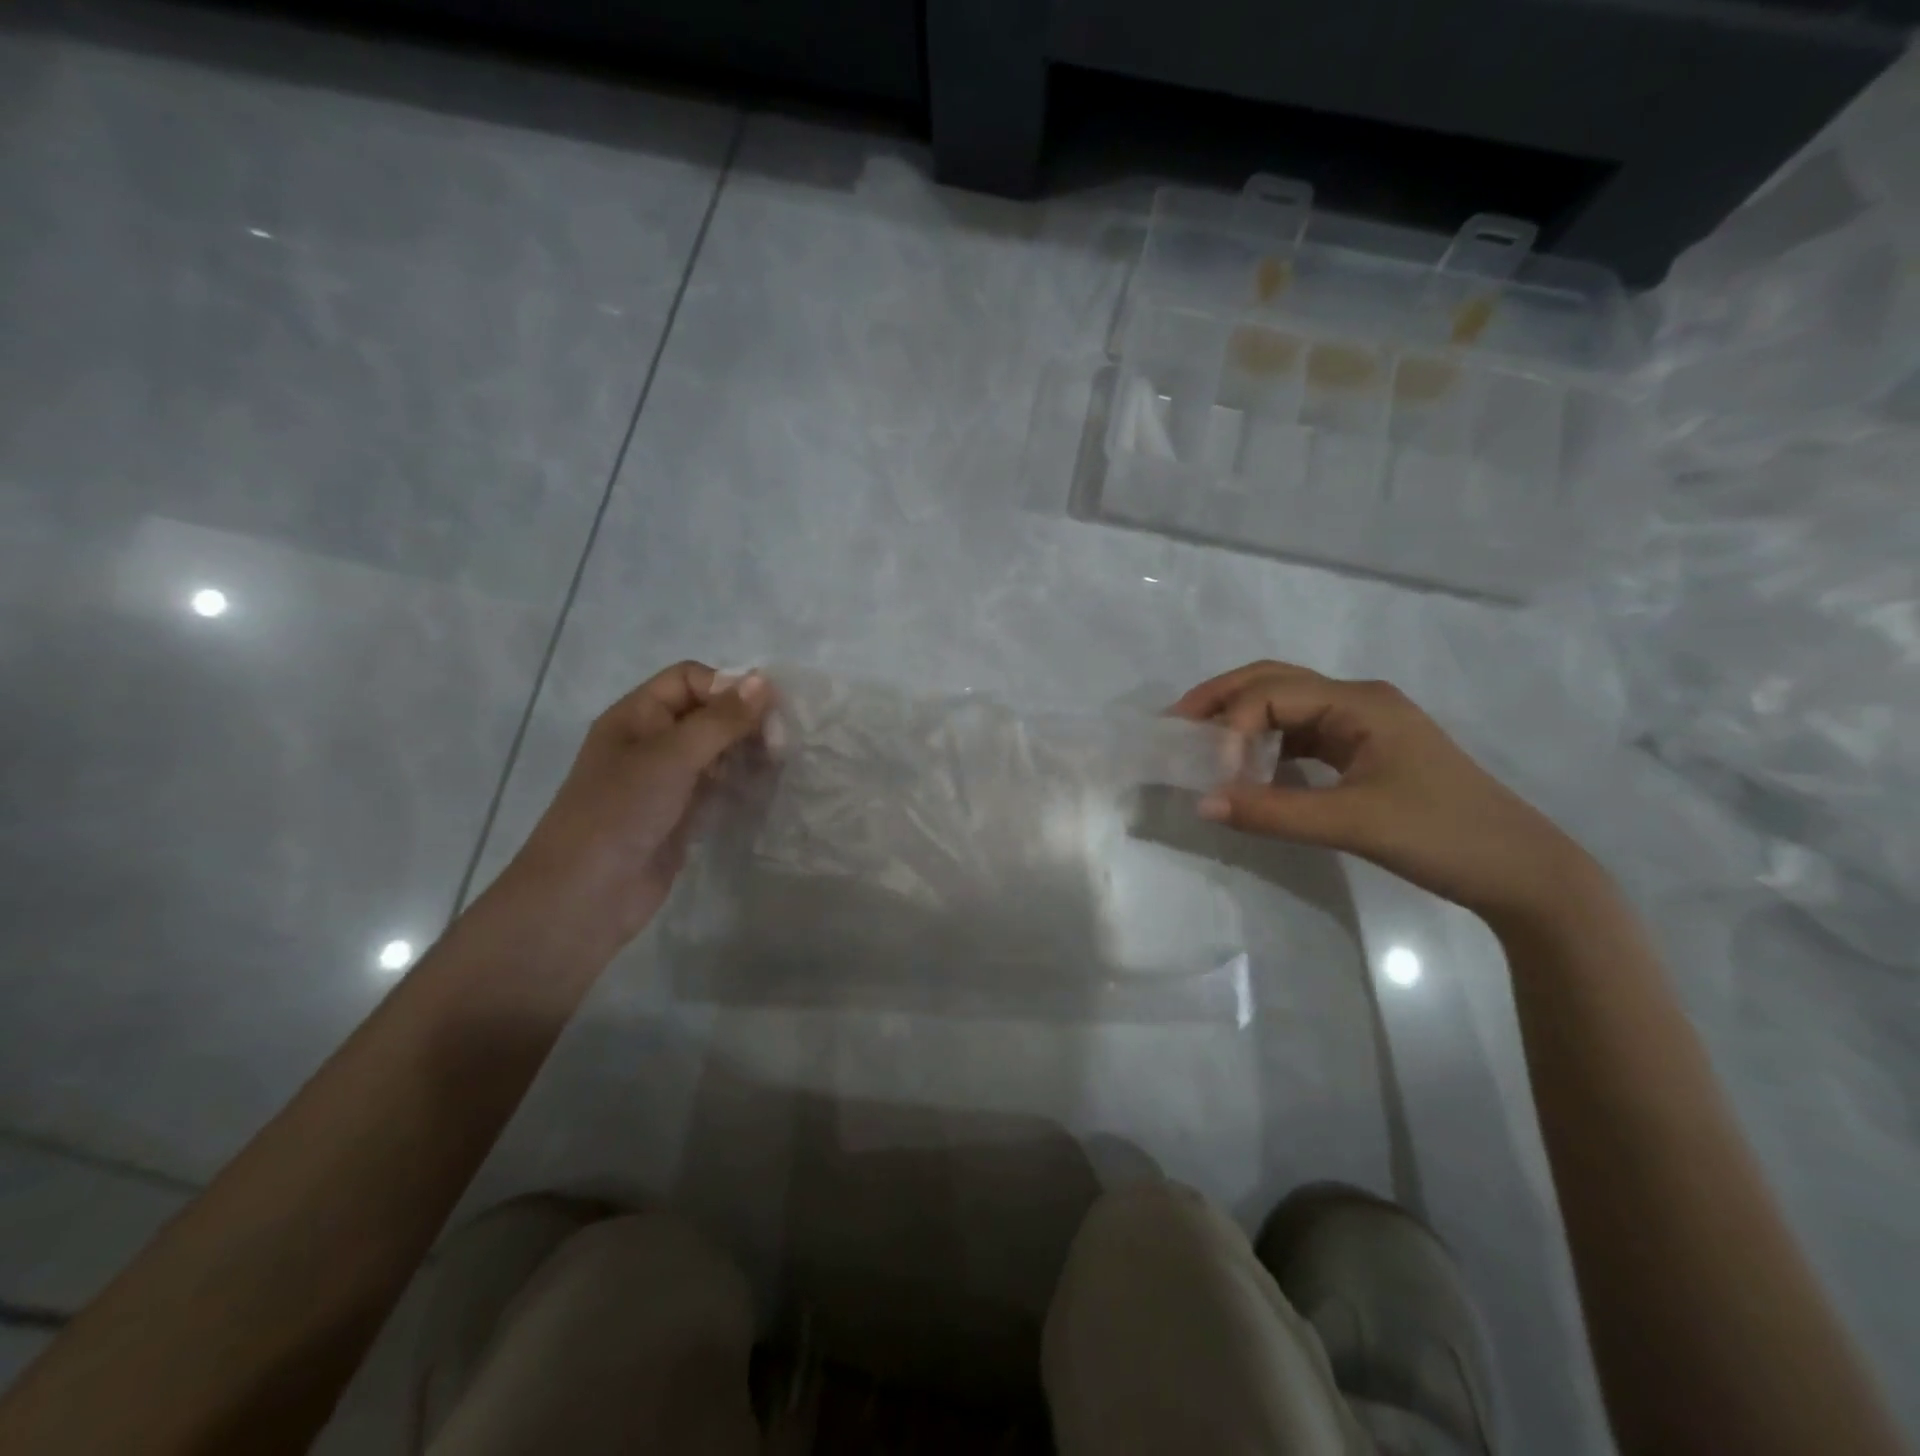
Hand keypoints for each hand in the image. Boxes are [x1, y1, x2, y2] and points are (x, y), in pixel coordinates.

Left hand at [490, 662, 768, 959]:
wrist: (585, 896)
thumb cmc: (621, 812)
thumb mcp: (671, 756)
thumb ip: (720, 720)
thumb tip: (763, 680)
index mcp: (637, 716)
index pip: (689, 679)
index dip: (727, 687)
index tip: (766, 711)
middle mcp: (652, 742)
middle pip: (707, 714)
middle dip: (744, 722)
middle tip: (780, 744)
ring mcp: (667, 782)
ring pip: (717, 752)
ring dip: (747, 754)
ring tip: (777, 766)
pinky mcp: (681, 816)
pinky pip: (718, 788)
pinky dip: (741, 785)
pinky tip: (764, 791)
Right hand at [1173, 661, 1596, 924]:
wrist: (1522, 872)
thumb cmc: (1444, 835)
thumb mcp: (1354, 823)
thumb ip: (1273, 812)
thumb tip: (1201, 803)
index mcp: (1360, 702)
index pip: (1272, 693)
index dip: (1232, 726)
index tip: (1215, 775)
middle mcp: (1359, 701)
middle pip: (1274, 680)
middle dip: (1222, 697)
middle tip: (1176, 722)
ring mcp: (1364, 725)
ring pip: (1287, 705)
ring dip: (1242, 718)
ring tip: (1201, 741)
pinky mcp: (1365, 751)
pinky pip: (1302, 733)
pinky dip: (1267, 743)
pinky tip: (1249, 766)